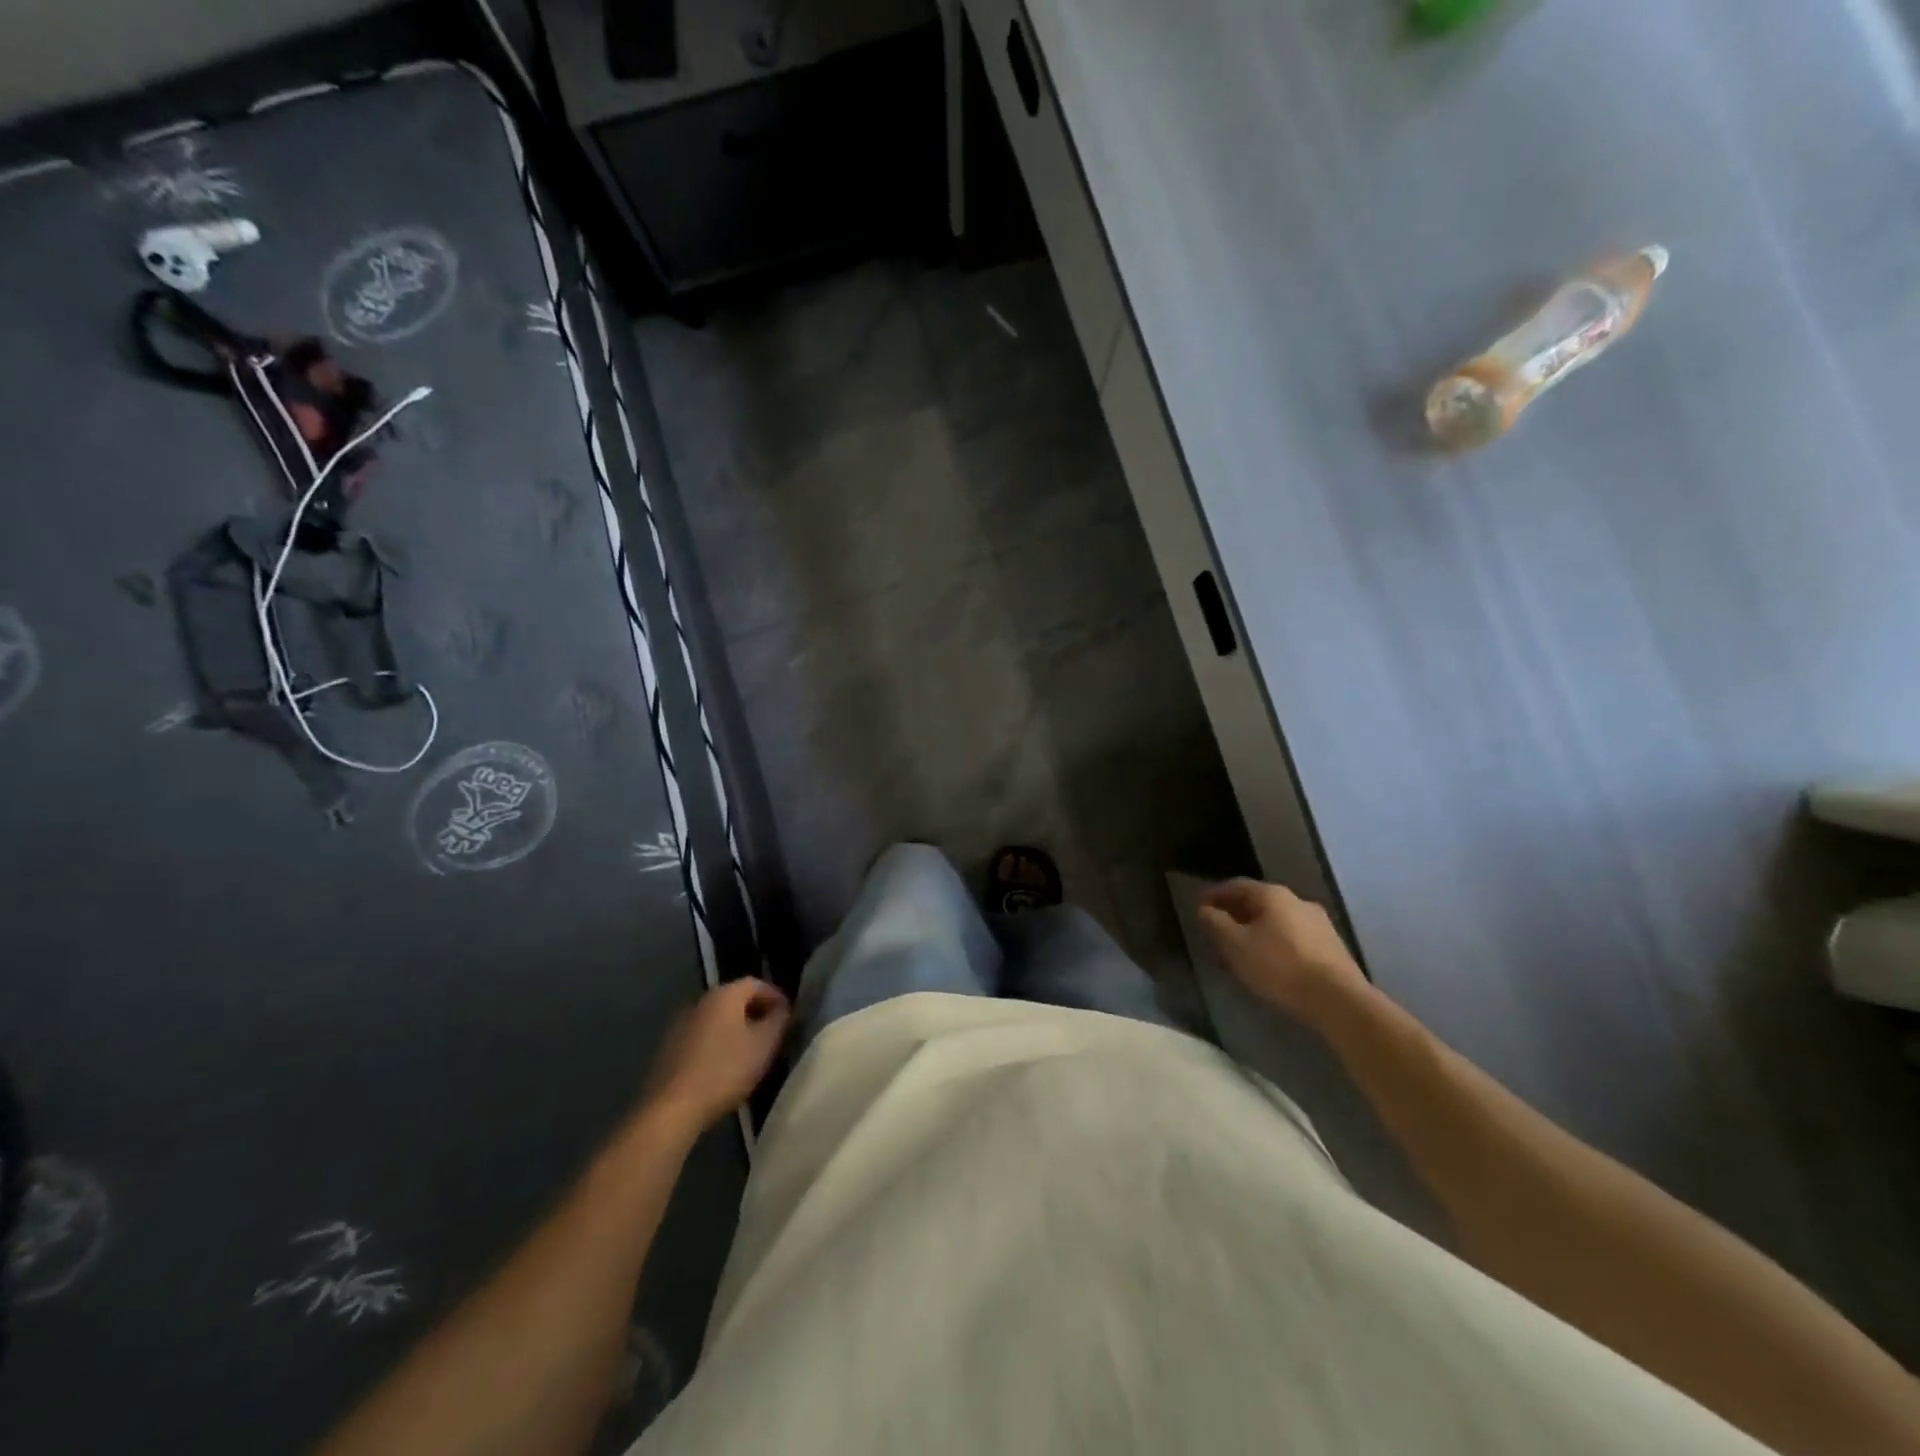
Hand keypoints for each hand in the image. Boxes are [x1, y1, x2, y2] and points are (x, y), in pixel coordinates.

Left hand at [644, 980, 791, 1132]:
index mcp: (724, 994)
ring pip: (717, 1019)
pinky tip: (724, 1066)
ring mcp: (680, 1024)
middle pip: (735, 999)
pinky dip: (717, 1043)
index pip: (756, 983)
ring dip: (736, 1029)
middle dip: (756, 1013)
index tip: (789, 1016)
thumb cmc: (725, 1070)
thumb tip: (783, 1009)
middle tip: (773, 1033)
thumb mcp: (764, 1045)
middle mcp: (700, 1001)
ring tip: (751, 1052)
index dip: (776, 996)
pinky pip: (702, 1036)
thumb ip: (779, 1020)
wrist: (672, 1108)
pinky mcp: (668, 1048)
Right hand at [1198, 879, 1366, 1022]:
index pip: (1235, 886)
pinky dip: (1275, 940)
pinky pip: (1294, 935)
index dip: (1214, 895)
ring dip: (1256, 927)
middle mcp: (1297, 900)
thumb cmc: (1279, 967)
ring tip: (1243, 946)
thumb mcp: (1235, 946)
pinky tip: (1270, 960)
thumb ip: (1216, 924)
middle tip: (1218, 928)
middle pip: (1258, 901)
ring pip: (1277, 919)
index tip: (1199, 907)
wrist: (1339, 1001)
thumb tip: (1205, 910)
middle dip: (1236, 912)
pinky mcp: (1332, 946)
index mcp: (1272, 895)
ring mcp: (1319, 923)